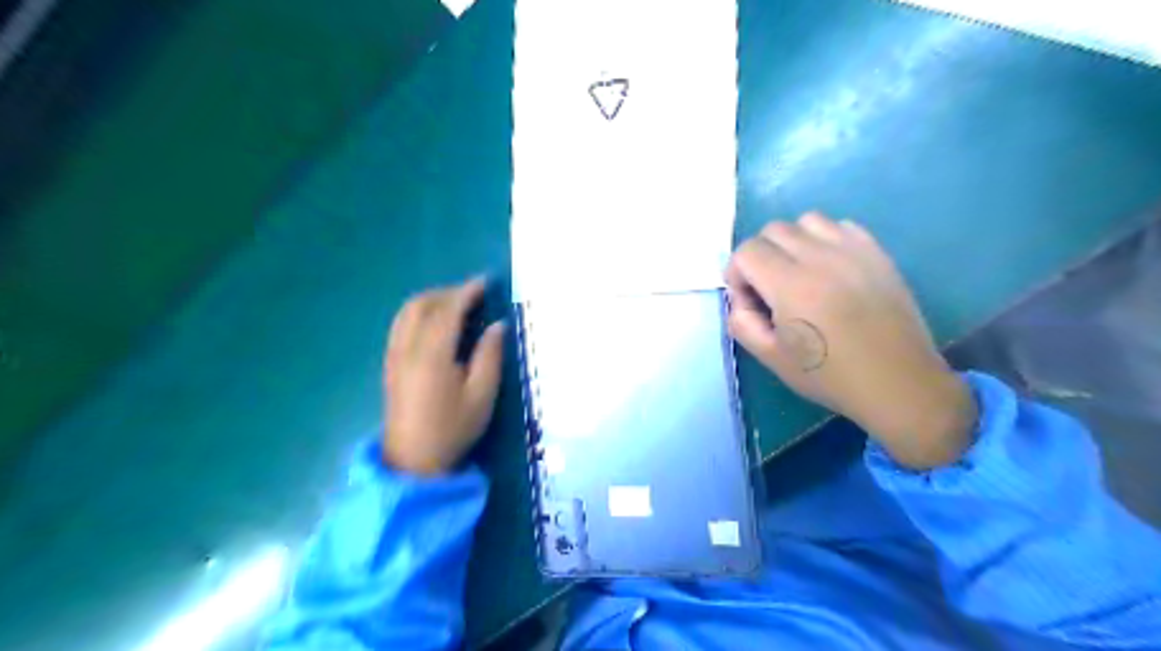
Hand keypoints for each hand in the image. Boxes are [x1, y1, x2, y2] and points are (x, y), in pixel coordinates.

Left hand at [385, 276, 506, 474]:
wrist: (413, 462)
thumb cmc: (453, 429)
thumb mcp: (482, 395)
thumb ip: (490, 356)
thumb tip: (498, 325)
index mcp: (432, 354)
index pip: (449, 310)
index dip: (467, 292)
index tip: (486, 282)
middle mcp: (407, 347)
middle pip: (422, 304)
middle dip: (448, 292)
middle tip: (475, 295)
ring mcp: (394, 355)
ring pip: (407, 312)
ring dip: (432, 300)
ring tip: (457, 305)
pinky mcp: (390, 364)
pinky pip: (401, 324)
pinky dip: (419, 313)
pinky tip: (436, 324)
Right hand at [728, 214, 972, 466]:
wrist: (897, 382)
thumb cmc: (830, 376)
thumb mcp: (771, 358)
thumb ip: (742, 323)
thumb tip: (741, 298)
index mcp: (791, 286)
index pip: (747, 251)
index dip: (737, 273)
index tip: (749, 300)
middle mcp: (820, 258)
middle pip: (773, 230)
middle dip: (760, 255)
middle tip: (770, 289)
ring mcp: (853, 251)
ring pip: (806, 221)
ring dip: (792, 242)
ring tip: (800, 273)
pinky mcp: (877, 253)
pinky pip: (840, 226)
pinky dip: (824, 240)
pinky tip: (830, 269)